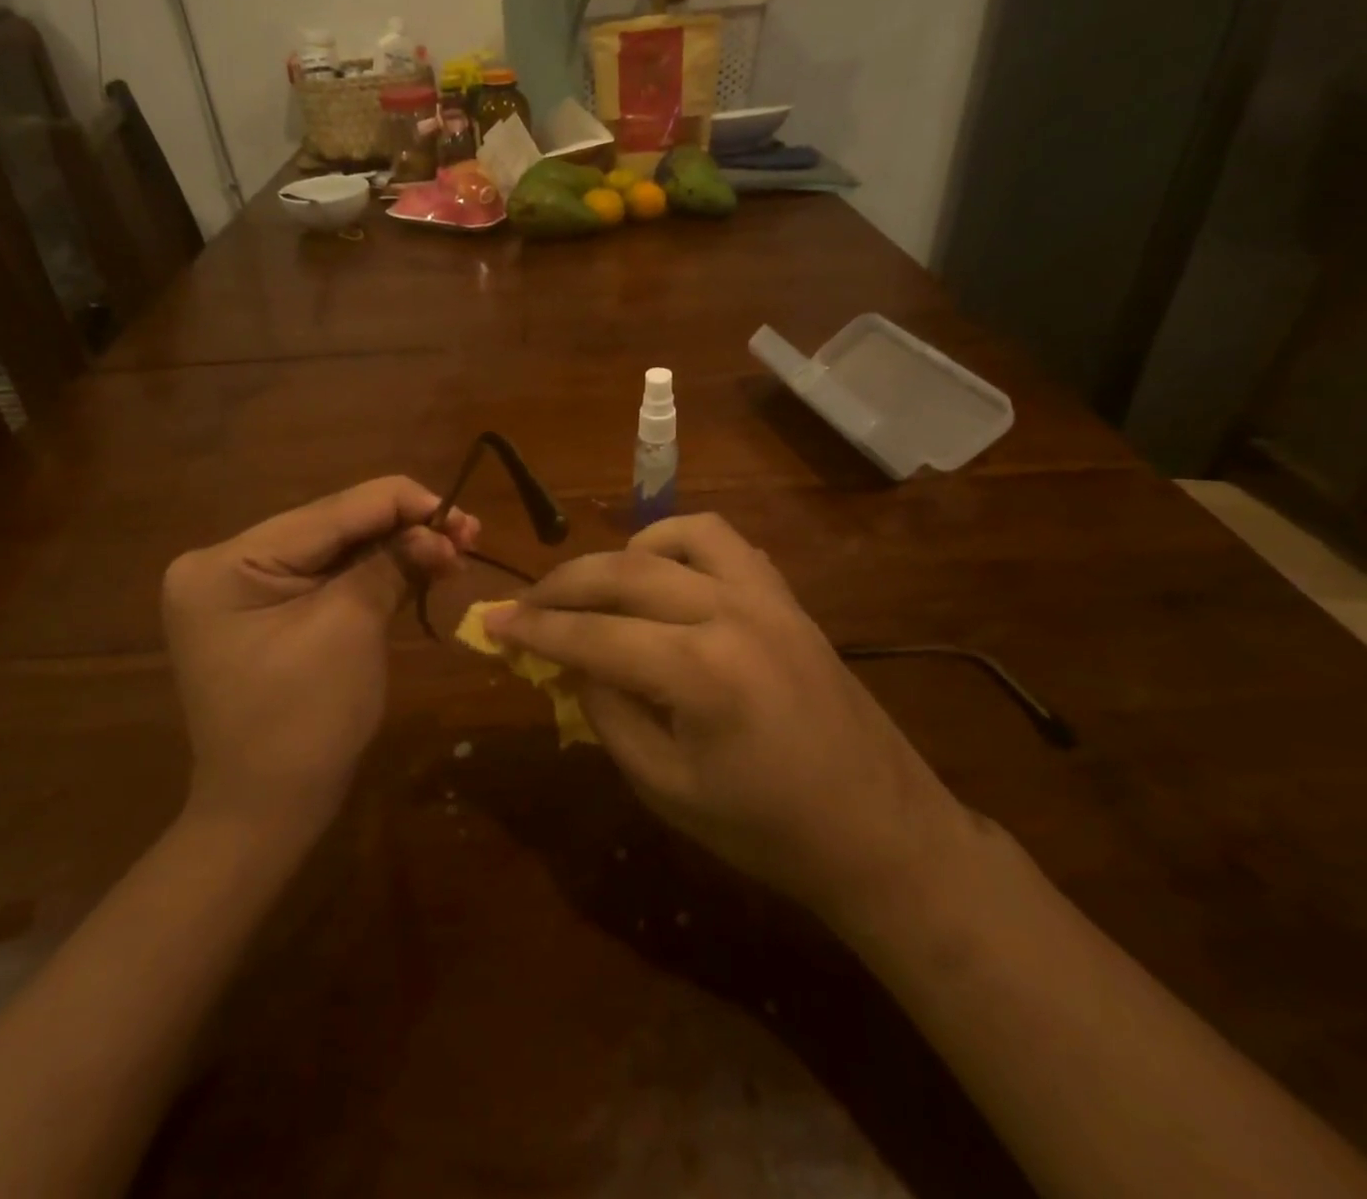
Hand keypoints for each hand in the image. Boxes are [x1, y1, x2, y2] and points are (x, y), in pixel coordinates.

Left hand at [162, 477, 477, 848]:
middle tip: (469, 532)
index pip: (329, 512)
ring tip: (455, 548)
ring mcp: (242, 587)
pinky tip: (419, 565)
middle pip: (332, 526)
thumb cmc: (304, 723)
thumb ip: (391, 564)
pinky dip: (375, 572)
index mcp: (227, 563)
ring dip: (396, 548)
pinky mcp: (265, 609)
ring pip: (335, 549)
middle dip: (403, 528)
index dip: (401, 504)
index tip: (461, 513)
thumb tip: (440, 528)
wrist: (266, 812)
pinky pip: (327, 577)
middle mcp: (225, 562)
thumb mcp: (350, 629)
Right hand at [484, 514, 967, 931]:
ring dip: (622, 555)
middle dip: (562, 585)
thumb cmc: (765, 828)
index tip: (490, 622)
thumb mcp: (665, 786)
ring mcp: (765, 596)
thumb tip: (572, 662)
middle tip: (525, 603)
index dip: (534, 630)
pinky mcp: (785, 596)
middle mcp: (730, 613)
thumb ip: (609, 714)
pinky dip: (677, 545)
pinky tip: (663, 576)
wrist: (876, 829)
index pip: (592, 636)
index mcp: (700, 672)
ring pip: (675, 537)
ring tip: (598, 588)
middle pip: (623, 573)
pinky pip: (722, 542)